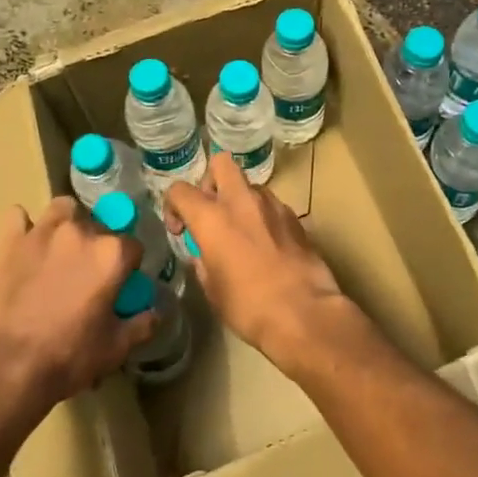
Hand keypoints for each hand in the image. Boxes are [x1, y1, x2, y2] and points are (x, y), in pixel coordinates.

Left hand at [0, 198, 148, 410]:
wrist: (7, 368)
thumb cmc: (69, 357)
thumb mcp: (116, 348)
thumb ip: (142, 324)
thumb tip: (157, 313)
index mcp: (112, 254)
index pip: (133, 247)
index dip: (129, 267)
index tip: (121, 285)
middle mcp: (81, 232)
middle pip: (99, 226)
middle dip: (99, 246)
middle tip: (89, 275)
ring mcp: (43, 232)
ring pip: (63, 209)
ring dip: (68, 223)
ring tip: (62, 248)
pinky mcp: (10, 242)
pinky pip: (18, 217)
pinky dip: (24, 226)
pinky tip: (26, 244)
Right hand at [164, 154, 355, 371]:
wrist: (304, 313)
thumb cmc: (248, 306)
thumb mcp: (212, 289)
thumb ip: (203, 261)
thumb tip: (204, 253)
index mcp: (212, 217)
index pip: (180, 190)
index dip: (173, 206)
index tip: (181, 230)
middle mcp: (242, 201)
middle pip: (221, 163)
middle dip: (211, 181)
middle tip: (212, 212)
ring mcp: (273, 205)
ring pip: (250, 185)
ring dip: (240, 201)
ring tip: (242, 233)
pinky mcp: (295, 218)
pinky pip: (272, 206)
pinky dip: (263, 217)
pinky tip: (267, 246)